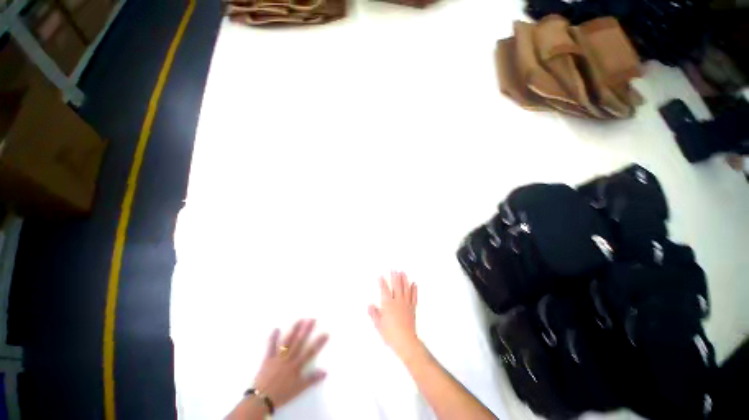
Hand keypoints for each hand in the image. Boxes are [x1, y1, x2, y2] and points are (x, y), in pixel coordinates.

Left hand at [252, 319, 328, 409]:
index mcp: (297, 365)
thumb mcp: (299, 388)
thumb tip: (325, 372)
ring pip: (288, 341)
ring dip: (293, 330)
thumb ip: (312, 379)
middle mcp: (289, 358)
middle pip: (299, 342)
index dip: (319, 342)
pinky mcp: (268, 358)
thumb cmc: (282, 394)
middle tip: (312, 319)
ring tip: (299, 320)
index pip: (310, 352)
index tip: (326, 333)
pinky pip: (270, 347)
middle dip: (306, 330)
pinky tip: (276, 329)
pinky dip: (273, 338)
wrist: (261, 399)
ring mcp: (278, 357)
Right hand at [368, 271, 421, 359]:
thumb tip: (370, 305)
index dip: (382, 282)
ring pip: (405, 289)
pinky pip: (414, 296)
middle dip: (394, 277)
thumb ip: (374, 314)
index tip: (380, 276)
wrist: (405, 341)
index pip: (384, 290)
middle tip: (394, 269)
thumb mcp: (379, 325)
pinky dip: (414, 289)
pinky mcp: (412, 308)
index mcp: (388, 304)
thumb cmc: (390, 334)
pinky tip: (414, 283)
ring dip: (404, 280)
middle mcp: (398, 301)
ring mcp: (406, 304)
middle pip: (396, 286)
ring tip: (403, 272)